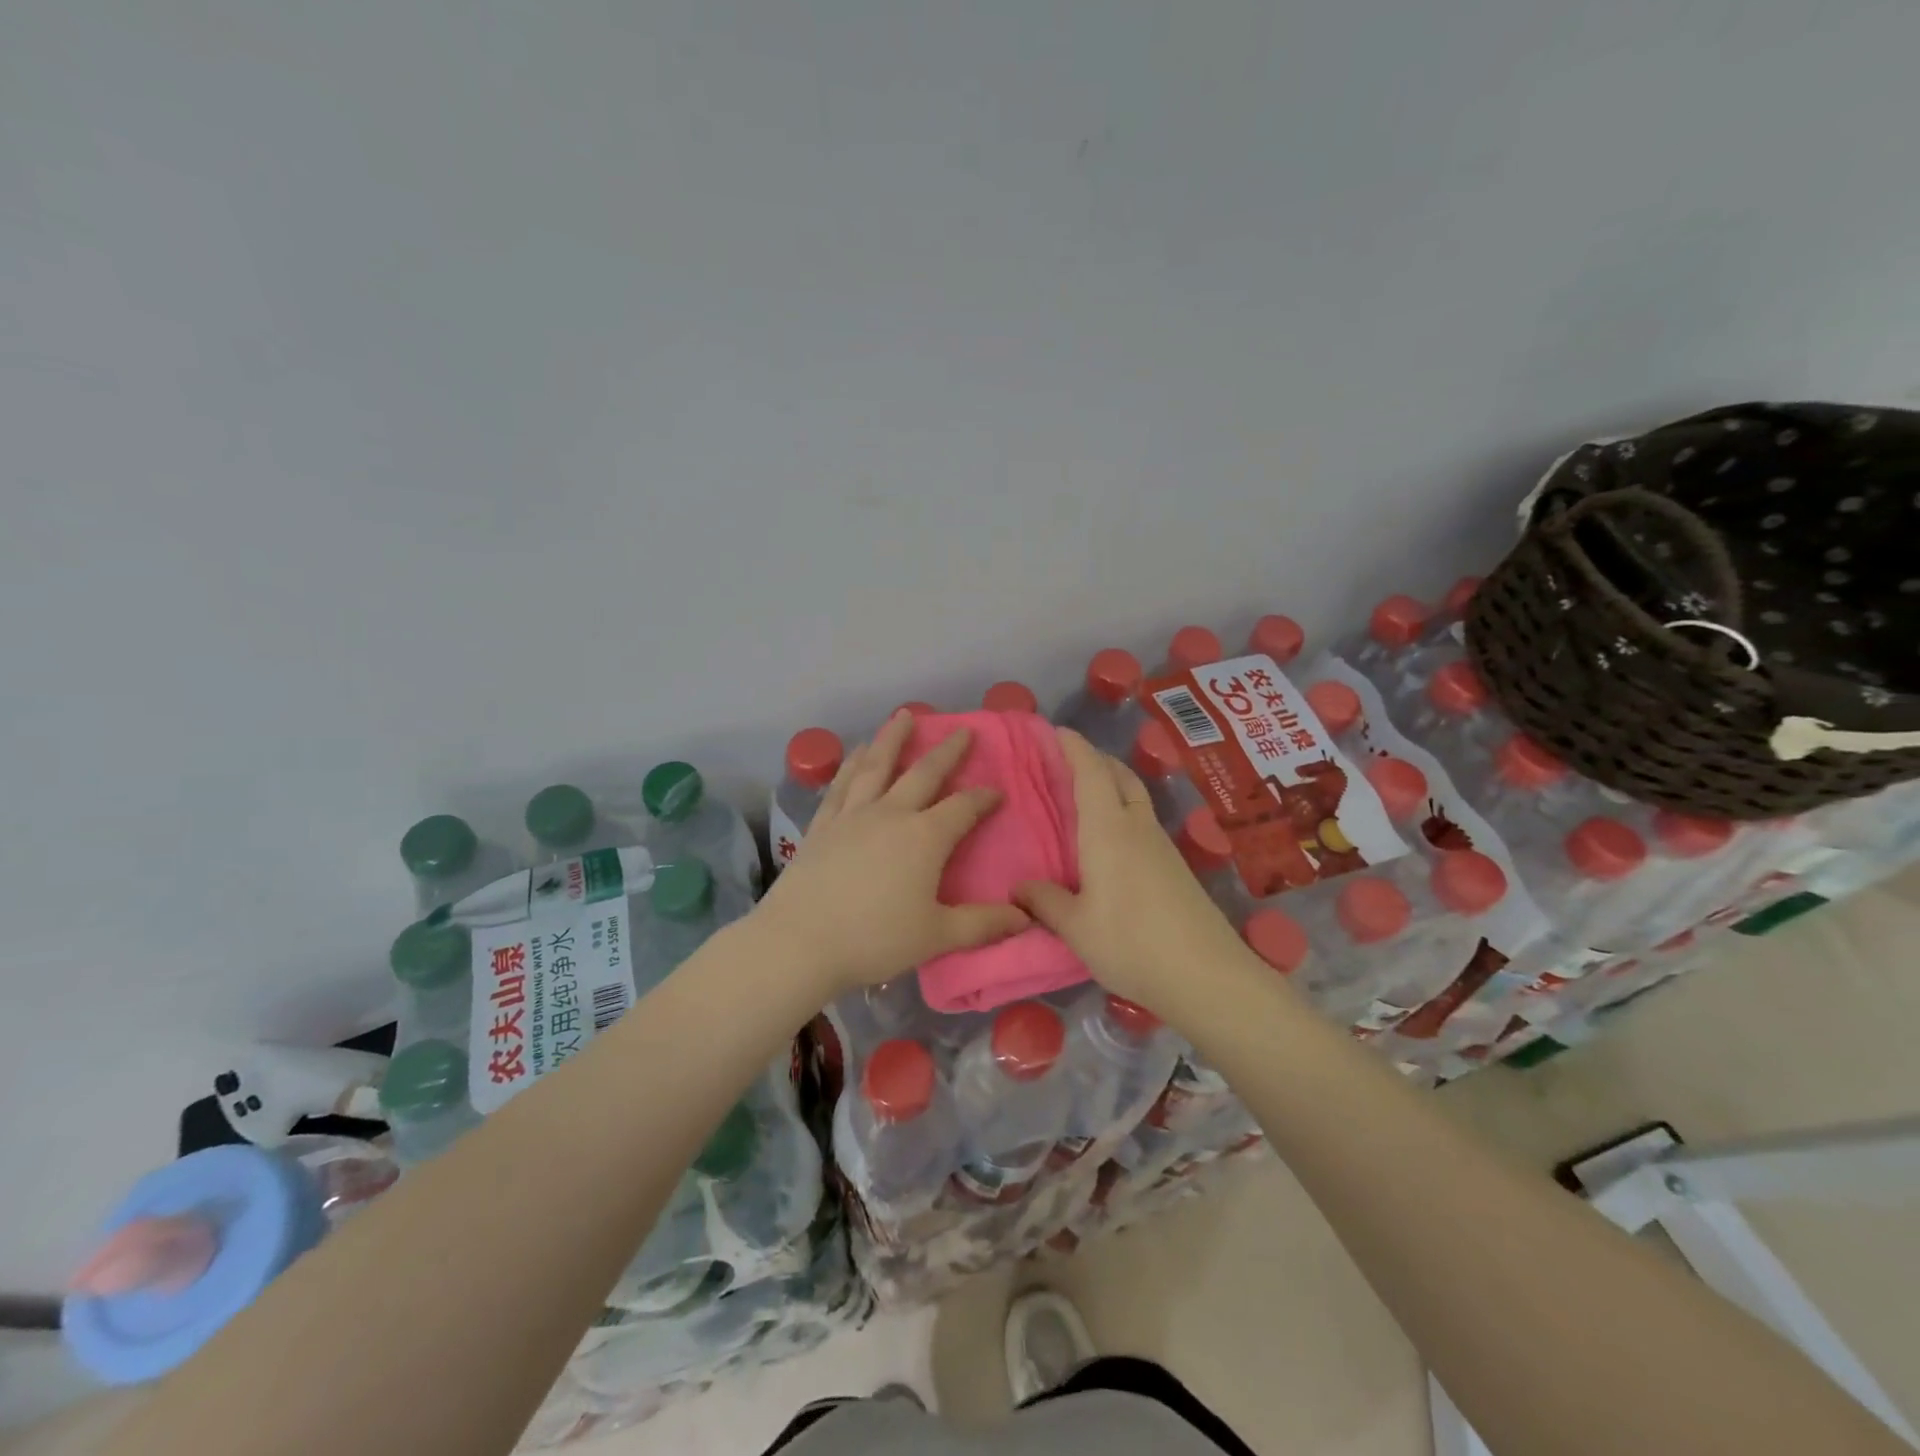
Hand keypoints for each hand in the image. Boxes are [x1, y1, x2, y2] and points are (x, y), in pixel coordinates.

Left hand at [750, 711, 1030, 997]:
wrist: (800, 941)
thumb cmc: (874, 939)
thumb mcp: (937, 936)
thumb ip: (982, 924)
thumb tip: (1025, 917)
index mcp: (925, 838)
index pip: (963, 808)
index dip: (984, 798)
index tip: (999, 792)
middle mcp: (891, 814)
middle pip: (923, 773)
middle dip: (947, 751)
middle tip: (963, 730)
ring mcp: (853, 815)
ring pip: (877, 766)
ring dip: (893, 739)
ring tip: (904, 716)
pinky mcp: (823, 825)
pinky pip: (841, 784)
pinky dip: (851, 763)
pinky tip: (856, 752)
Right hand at [1016, 729, 1250, 1012]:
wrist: (1206, 975)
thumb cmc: (1131, 944)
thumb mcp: (1076, 928)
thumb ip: (1045, 902)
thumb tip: (1019, 888)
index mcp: (1108, 830)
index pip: (1090, 772)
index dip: (1074, 747)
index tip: (1056, 730)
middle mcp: (1137, 827)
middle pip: (1119, 775)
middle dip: (1095, 759)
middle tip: (1067, 759)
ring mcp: (1161, 845)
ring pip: (1135, 796)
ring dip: (1112, 782)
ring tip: (1085, 794)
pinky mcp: (1175, 866)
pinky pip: (1143, 820)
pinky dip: (1123, 809)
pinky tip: (1112, 838)